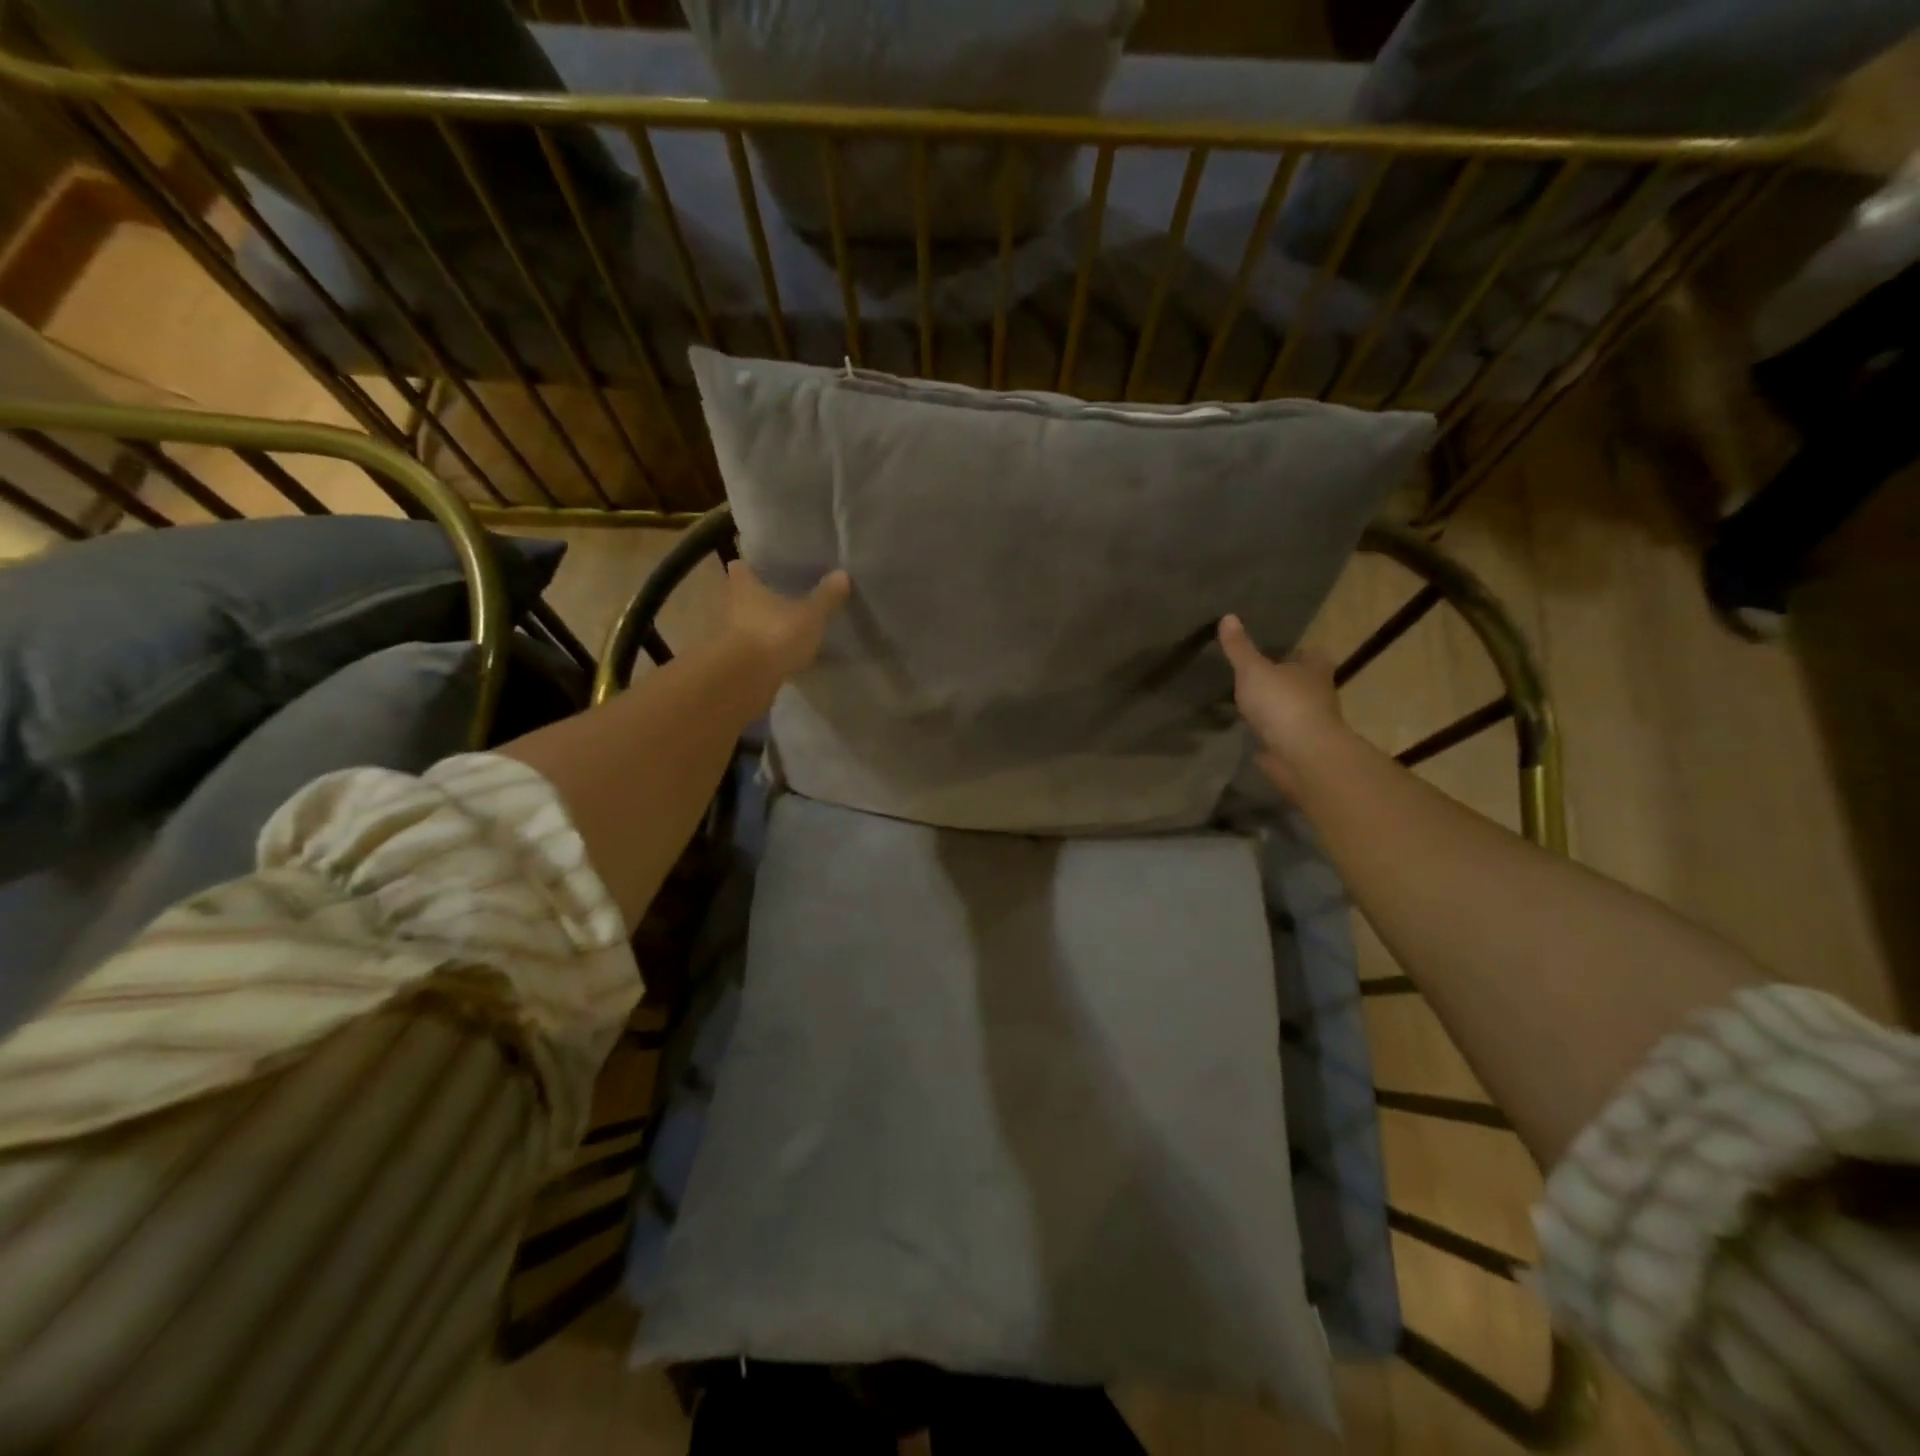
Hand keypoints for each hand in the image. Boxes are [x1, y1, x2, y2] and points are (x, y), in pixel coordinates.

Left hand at [723, 560, 851, 680]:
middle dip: (756, 597)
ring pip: (744, 623)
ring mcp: (728, 635)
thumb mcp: (810, 615)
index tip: (764, 568)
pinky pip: (749, 650)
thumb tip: (842, 573)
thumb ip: (826, 596)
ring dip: (758, 626)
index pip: (740, 566)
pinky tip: (781, 656)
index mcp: (744, 586)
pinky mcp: (733, 661)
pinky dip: (762, 651)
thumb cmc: (775, 633)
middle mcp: (730, 606)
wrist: (745, 679)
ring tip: (783, 628)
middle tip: (780, 597)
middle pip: (740, 595)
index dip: (751, 566)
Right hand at [1218, 615, 1346, 799]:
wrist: (1301, 755)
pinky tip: (1250, 731)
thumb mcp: (1253, 670)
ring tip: (1248, 703)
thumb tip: (1228, 616)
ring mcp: (1311, 724)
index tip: (1278, 652)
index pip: (1312, 654)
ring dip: (1276, 708)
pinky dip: (1270, 733)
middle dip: (1285, 680)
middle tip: (1257, 676)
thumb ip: (1240, 648)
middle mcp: (1319, 694)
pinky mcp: (1299, 748)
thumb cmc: (1283, 704)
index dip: (1298, 652)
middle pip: (1303, 682)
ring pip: (1292, 709)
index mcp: (1314, 670)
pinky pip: (1282, 735)